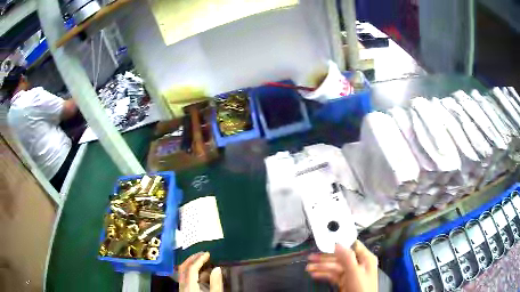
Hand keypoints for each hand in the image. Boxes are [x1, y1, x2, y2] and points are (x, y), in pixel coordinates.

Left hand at [179, 252, 222, 291]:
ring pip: (183, 272)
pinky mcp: (184, 290)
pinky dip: (191, 272)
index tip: (207, 254)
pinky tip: (201, 274)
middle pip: (184, 267)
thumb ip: (215, 282)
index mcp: (189, 285)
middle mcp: (183, 285)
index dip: (199, 259)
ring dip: (191, 264)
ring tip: (202, 261)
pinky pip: (184, 278)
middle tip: (202, 253)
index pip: (192, 268)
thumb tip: (217, 269)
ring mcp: (182, 288)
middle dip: (193, 259)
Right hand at [306, 240, 377, 291]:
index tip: (326, 241)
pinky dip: (324, 274)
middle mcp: (358, 264)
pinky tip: (315, 274)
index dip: (340, 243)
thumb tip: (338, 244)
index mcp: (365, 258)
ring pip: (334, 267)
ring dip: (322, 267)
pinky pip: (333, 275)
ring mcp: (350, 273)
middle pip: (340, 257)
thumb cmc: (362, 288)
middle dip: (325, 258)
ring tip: (309, 267)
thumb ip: (347, 258)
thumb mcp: (355, 272)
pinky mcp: (344, 281)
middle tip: (311, 257)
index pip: (352, 246)